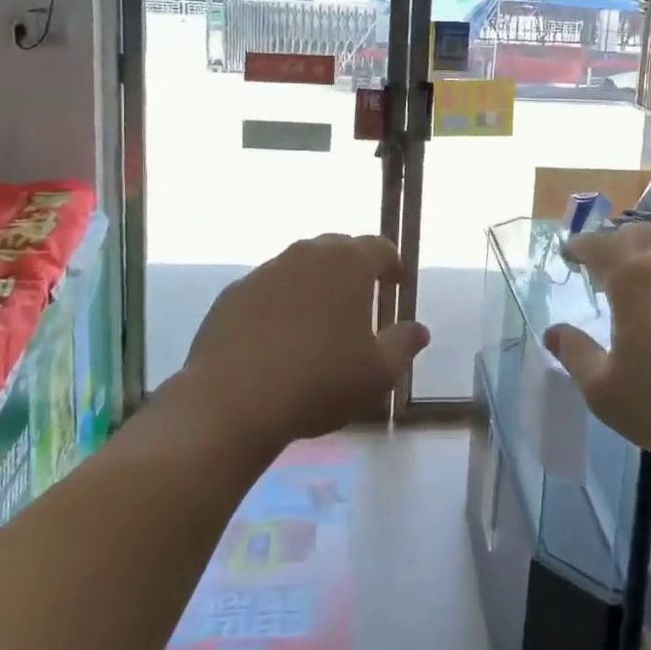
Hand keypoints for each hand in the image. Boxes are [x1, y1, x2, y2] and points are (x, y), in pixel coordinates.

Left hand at [174, 234, 428, 451]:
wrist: (232, 401)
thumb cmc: (319, 382)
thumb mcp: (377, 374)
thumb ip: (403, 345)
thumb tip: (419, 329)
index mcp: (348, 263)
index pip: (379, 248)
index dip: (392, 264)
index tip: (396, 284)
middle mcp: (306, 255)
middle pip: (337, 249)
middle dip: (353, 268)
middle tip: (360, 298)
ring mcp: (264, 272)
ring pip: (299, 267)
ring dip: (314, 284)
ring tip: (319, 320)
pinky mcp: (232, 294)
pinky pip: (267, 289)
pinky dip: (280, 303)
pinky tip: (279, 337)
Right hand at [544, 223, 650, 478]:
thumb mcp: (606, 393)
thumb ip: (575, 355)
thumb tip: (553, 332)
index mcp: (632, 277)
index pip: (597, 245)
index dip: (579, 246)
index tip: (568, 252)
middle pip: (637, 235)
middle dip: (616, 244)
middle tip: (605, 265)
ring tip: (648, 289)